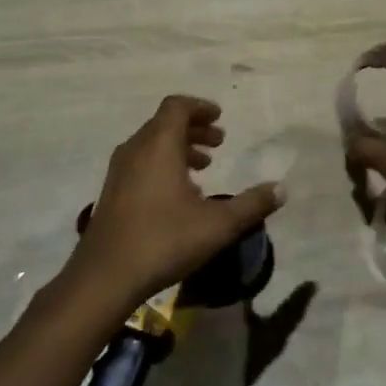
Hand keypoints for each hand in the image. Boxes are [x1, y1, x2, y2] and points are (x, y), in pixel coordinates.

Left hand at [65, 96, 283, 311]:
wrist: (104, 277)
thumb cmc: (164, 241)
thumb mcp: (218, 224)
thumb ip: (252, 204)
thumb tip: (281, 189)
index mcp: (158, 145)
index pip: (177, 107)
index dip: (200, 107)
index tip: (220, 117)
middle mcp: (135, 150)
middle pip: (164, 124)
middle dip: (193, 128)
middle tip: (219, 142)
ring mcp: (119, 172)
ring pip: (151, 145)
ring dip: (178, 147)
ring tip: (203, 167)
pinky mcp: (111, 193)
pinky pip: (140, 163)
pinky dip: (162, 165)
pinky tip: (179, 195)